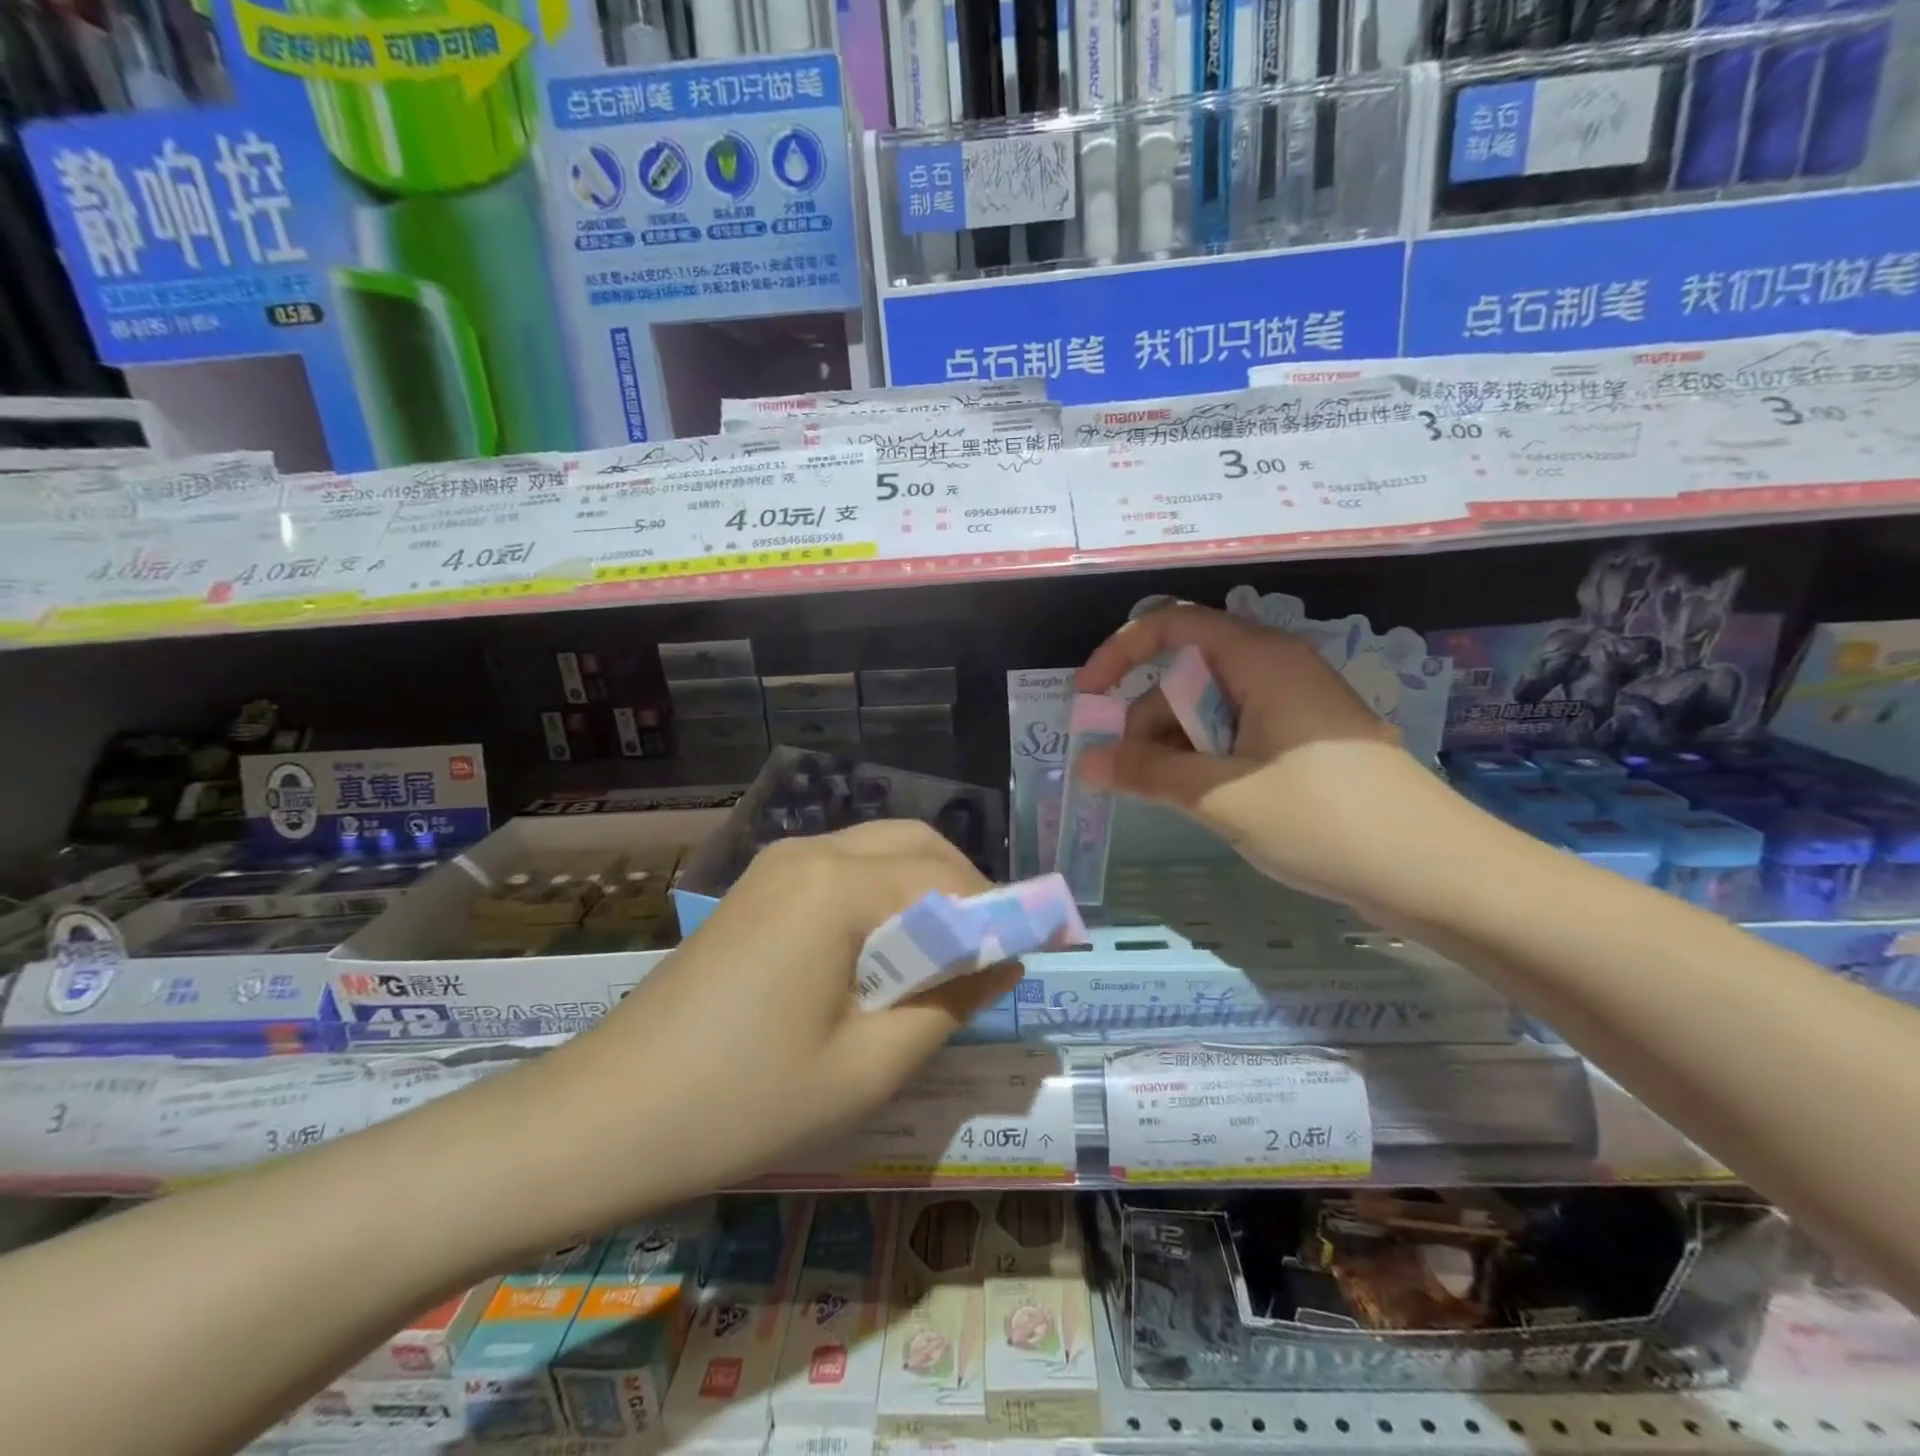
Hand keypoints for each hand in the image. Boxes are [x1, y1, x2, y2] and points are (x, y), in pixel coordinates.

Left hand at [535, 819, 1020, 1225]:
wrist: (607, 1115)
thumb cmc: (744, 1101)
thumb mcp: (868, 1067)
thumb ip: (950, 1002)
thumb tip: (1006, 959)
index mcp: (837, 885)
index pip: (946, 876)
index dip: (999, 911)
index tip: (1033, 952)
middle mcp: (809, 852)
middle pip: (915, 844)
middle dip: (964, 889)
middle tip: (985, 957)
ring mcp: (776, 865)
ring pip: (879, 851)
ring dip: (923, 891)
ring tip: (940, 962)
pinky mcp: (758, 889)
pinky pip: (842, 871)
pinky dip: (882, 898)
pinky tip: (882, 955)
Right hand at [1075, 603, 1458, 912]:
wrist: (1439, 873)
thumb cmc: (1325, 820)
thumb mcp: (1221, 797)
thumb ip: (1147, 773)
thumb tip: (1086, 762)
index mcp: (1260, 659)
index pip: (1173, 623)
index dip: (1120, 652)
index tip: (1086, 697)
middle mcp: (1276, 669)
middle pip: (1187, 673)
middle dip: (1146, 718)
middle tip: (1125, 775)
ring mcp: (1295, 706)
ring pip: (1210, 709)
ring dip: (1174, 747)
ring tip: (1165, 799)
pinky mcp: (1306, 742)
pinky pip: (1237, 735)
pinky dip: (1205, 760)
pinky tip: (1201, 801)